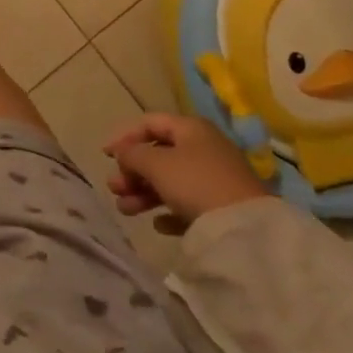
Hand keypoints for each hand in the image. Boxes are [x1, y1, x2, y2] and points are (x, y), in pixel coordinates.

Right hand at [106, 113, 271, 233]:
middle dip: (132, 172)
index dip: (124, 136)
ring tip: (125, 210)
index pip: (149, 123)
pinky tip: (158, 224)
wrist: (247, 229)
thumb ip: (132, 154)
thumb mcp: (155, 163)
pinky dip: (169, 211)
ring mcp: (215, 179)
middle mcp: (203, 148)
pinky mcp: (223, 208)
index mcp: (190, 129)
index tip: (105, 155)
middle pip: (158, 155)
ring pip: (170, 181)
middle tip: (114, 188)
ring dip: (143, 193)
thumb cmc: (195, 182)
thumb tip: (123, 153)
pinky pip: (188, 204)